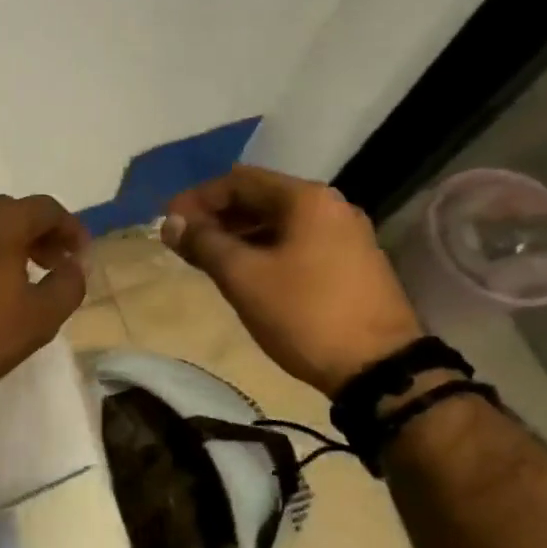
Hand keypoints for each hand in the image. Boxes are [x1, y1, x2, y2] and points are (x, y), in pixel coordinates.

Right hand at [163, 167, 422, 397]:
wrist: (377, 366)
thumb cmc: (303, 314)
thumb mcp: (243, 278)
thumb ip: (204, 244)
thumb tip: (171, 222)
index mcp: (306, 199)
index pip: (239, 181)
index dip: (198, 198)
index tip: (168, 222)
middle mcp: (329, 207)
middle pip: (260, 198)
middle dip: (217, 217)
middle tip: (183, 242)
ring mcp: (344, 235)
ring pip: (278, 223)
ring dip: (238, 235)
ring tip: (206, 260)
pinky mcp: (350, 263)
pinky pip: (295, 243)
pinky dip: (263, 250)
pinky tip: (243, 274)